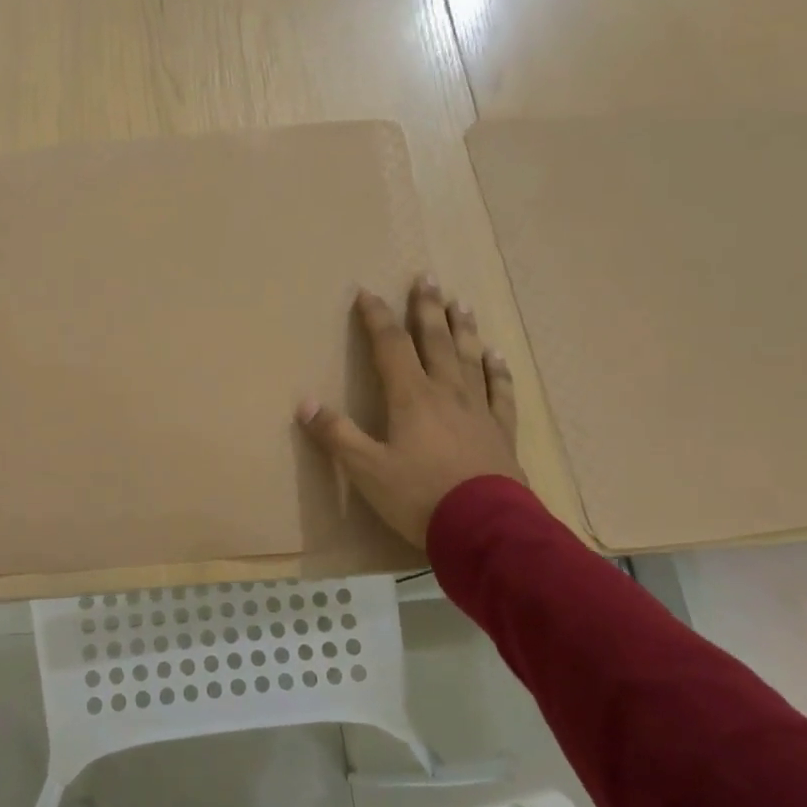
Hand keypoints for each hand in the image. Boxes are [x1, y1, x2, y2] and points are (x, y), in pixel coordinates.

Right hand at [297, 277, 525, 547]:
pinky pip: (501, 392)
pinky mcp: (501, 432)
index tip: (366, 292)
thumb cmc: (420, 496)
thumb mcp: (366, 470)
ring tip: (461, 302)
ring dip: (463, 329)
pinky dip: (498, 372)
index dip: (377, 318)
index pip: (390, 346)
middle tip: (427, 277)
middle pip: (435, 341)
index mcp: (411, 397)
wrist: (486, 530)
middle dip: (427, 309)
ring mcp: (478, 410)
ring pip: (469, 358)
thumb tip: (304, 403)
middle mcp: (446, 393)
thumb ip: (336, 435)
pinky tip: (497, 356)